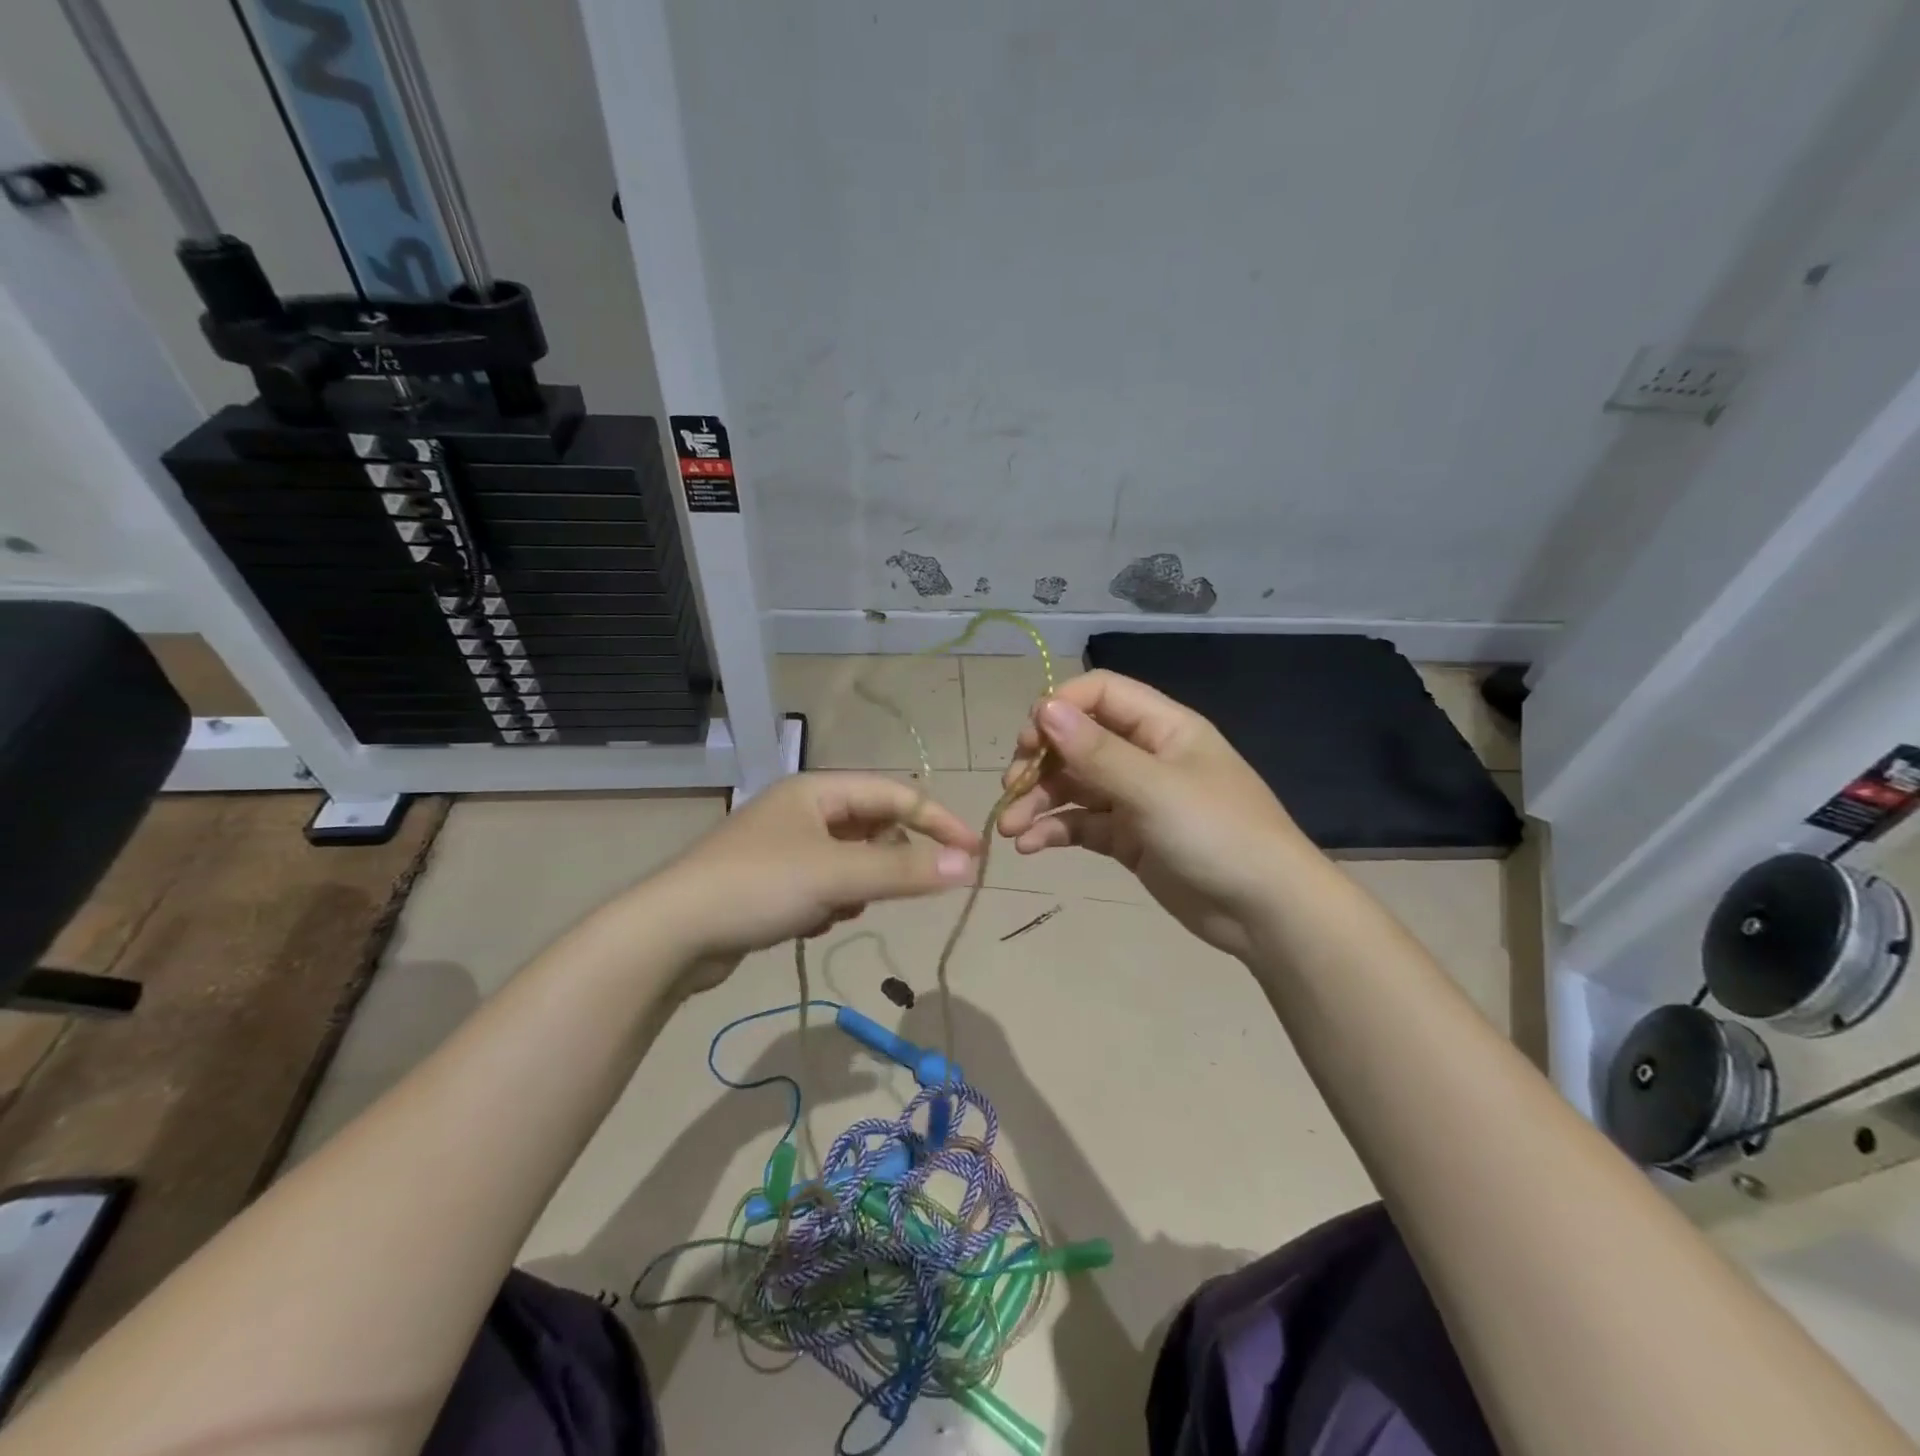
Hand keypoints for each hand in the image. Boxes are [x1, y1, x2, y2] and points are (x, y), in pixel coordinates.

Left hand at [651, 772, 981, 962]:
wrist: (672, 934)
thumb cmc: (759, 886)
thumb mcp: (838, 875)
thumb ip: (905, 870)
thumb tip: (968, 865)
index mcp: (818, 790)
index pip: (895, 794)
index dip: (938, 821)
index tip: (973, 854)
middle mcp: (803, 810)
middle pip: (873, 827)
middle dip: (888, 861)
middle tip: (892, 890)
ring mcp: (785, 846)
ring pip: (850, 861)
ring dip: (857, 886)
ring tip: (836, 908)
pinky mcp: (773, 882)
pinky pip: (825, 885)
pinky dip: (830, 903)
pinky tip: (810, 923)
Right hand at [998, 671, 1303, 958]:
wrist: (1266, 913)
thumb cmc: (1217, 835)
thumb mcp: (1155, 789)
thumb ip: (1097, 751)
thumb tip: (1044, 708)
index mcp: (1163, 727)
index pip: (1100, 694)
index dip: (1060, 708)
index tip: (1028, 740)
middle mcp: (1146, 756)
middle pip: (1079, 741)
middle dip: (1041, 760)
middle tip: (1013, 785)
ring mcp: (1136, 799)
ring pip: (1074, 785)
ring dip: (1039, 800)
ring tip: (1010, 827)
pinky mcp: (1129, 839)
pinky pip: (1083, 824)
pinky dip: (1055, 830)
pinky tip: (1030, 846)